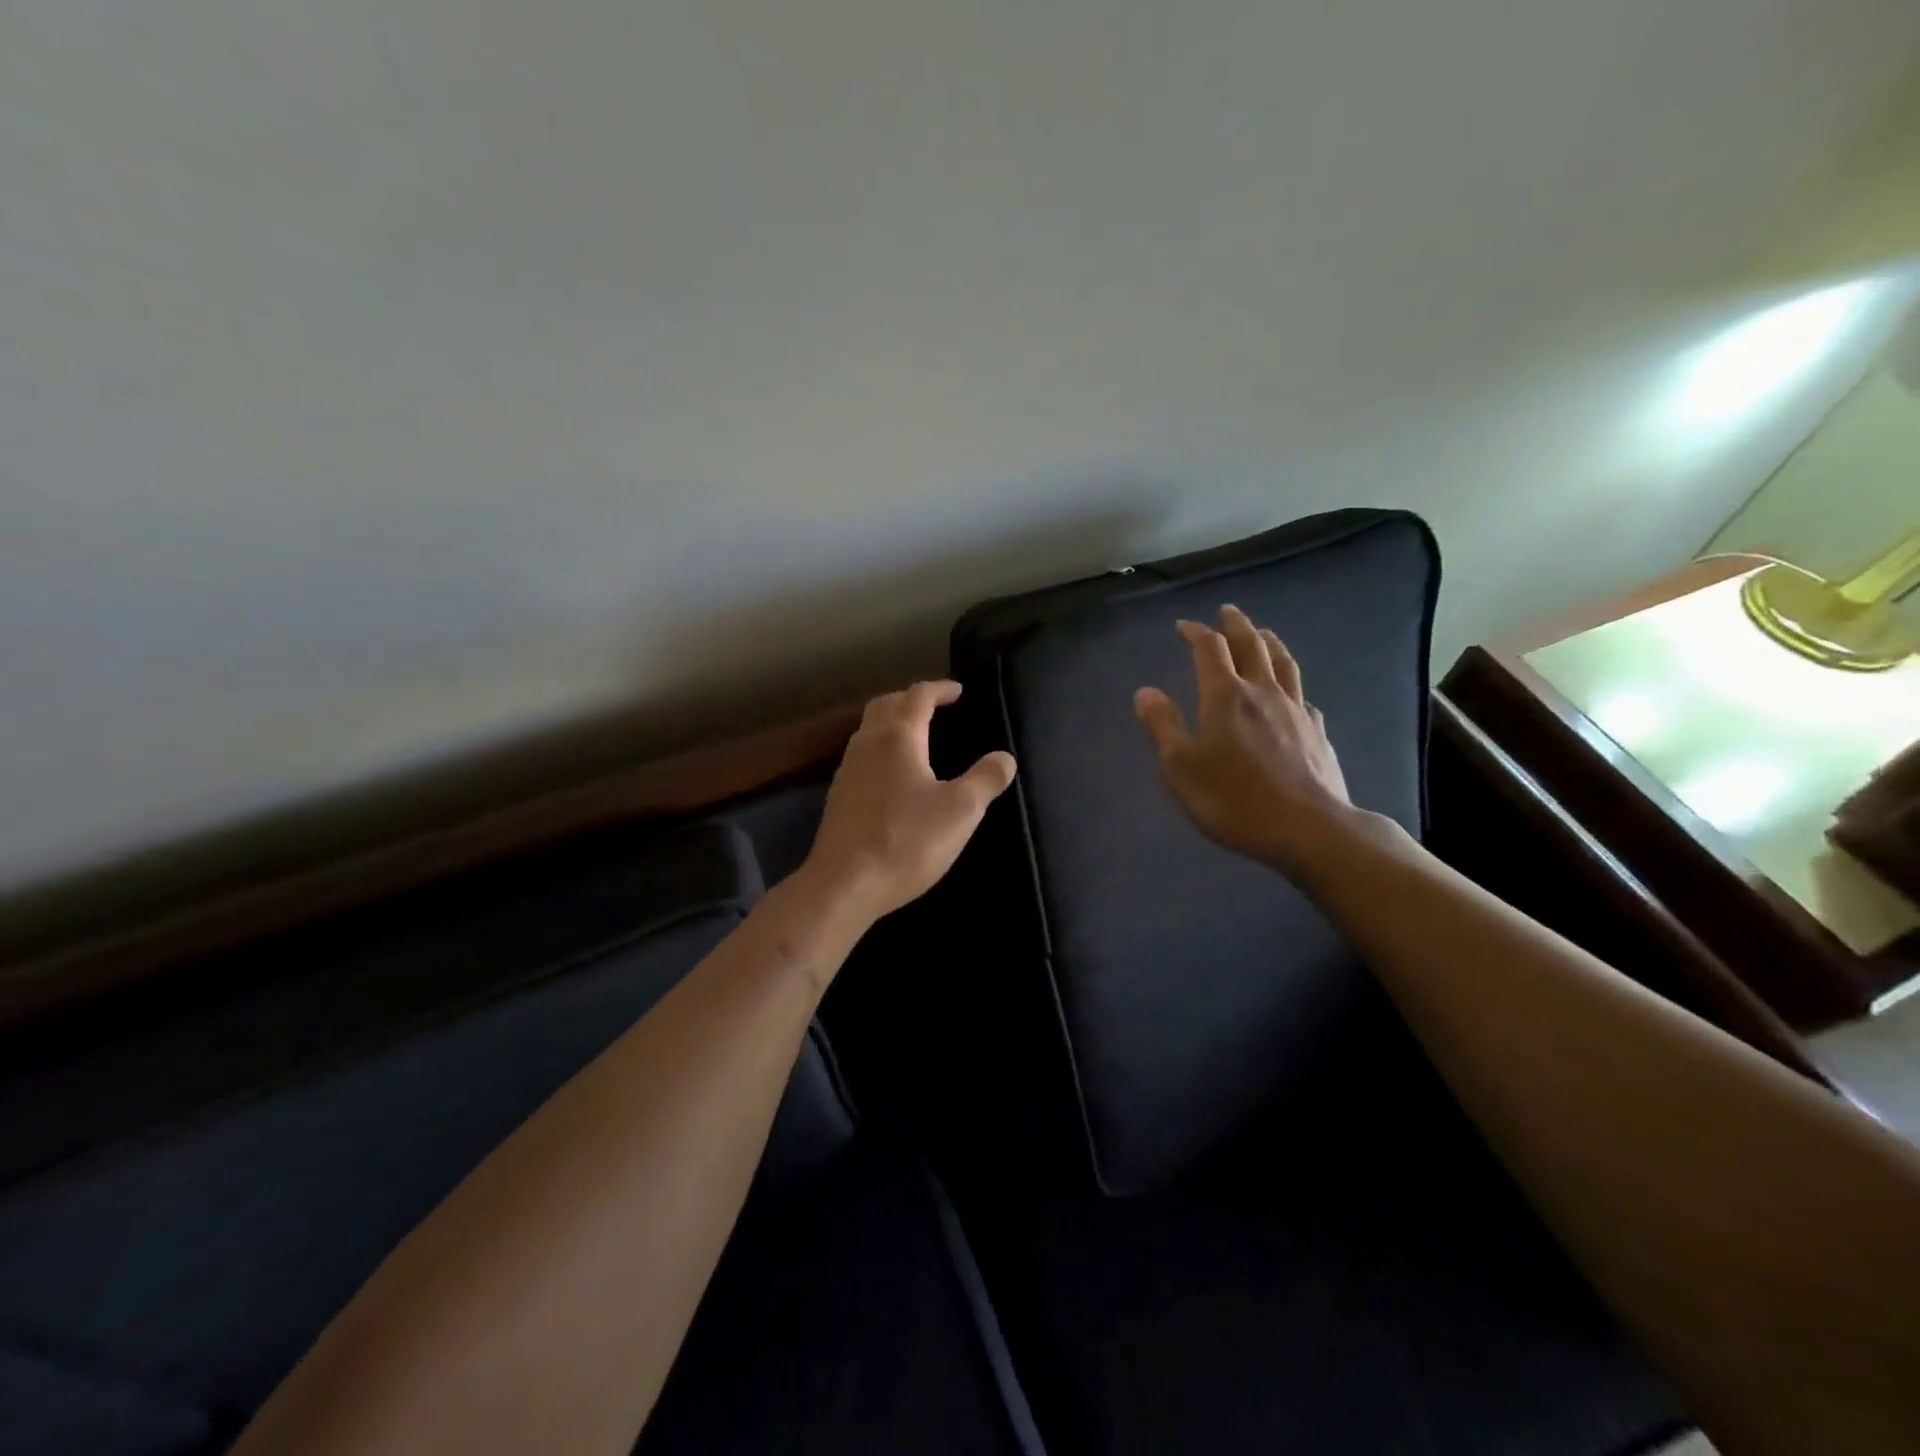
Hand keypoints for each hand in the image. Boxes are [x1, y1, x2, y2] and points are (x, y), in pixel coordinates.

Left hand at [801, 681, 1016, 923]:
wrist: (844, 884)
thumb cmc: (906, 842)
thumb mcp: (960, 812)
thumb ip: (986, 779)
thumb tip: (1005, 758)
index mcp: (898, 738)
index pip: (918, 696)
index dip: (940, 689)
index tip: (958, 691)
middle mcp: (868, 744)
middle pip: (886, 705)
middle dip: (911, 699)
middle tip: (936, 707)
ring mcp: (847, 770)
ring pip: (869, 729)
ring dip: (893, 722)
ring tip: (917, 736)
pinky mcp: (838, 796)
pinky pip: (862, 756)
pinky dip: (881, 749)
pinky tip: (894, 775)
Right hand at [1133, 605, 1357, 875]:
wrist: (1309, 829)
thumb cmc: (1234, 799)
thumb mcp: (1181, 767)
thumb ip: (1162, 726)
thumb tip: (1145, 691)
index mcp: (1226, 696)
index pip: (1209, 649)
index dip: (1196, 632)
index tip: (1184, 626)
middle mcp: (1262, 692)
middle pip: (1252, 645)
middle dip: (1236, 625)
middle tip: (1227, 612)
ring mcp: (1295, 710)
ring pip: (1283, 663)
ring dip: (1269, 642)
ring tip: (1263, 632)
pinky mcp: (1317, 732)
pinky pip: (1302, 696)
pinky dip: (1291, 684)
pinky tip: (1291, 693)